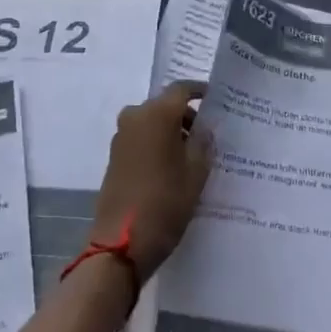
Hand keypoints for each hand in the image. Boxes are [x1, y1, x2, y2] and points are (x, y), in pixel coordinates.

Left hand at [89, 81, 213, 282]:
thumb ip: (203, 142)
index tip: (215, 98)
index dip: (199, 91)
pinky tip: (173, 166)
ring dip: (171, 131)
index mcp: (157, 114)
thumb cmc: (165, 202)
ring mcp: (121, 137)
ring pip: (152, 122)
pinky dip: (158, 143)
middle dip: (187, 115)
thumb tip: (204, 127)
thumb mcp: (196, 172)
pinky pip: (141, 138)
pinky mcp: (115, 156)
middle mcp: (135, 117)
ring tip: (193, 154)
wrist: (121, 242)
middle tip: (209, 134)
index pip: (181, 89)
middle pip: (165, 105)